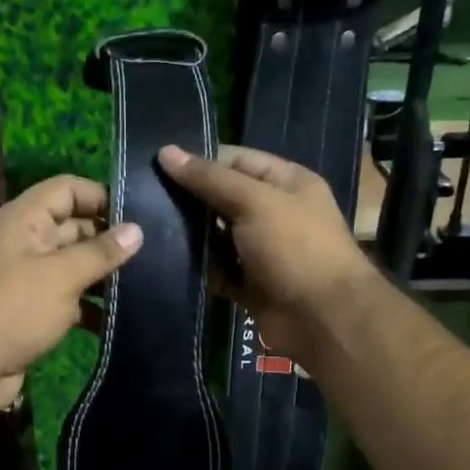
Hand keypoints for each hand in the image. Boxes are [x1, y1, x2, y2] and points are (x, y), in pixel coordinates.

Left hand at [0, 175, 142, 412]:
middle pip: (74, 227)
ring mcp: (29, 278)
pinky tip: (121, 318)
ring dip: (103, 275)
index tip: (139, 215)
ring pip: (74, 266)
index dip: (100, 196)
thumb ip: (100, 252)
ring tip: (146, 284)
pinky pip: (69, 298)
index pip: (66, 189)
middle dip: (109, 239)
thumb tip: (137, 229)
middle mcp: (25, 242)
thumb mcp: (61, 276)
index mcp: (24, 219)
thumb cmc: (14, 310)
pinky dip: (91, 306)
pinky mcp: (33, 311)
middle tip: (153, 253)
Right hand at [158, 143, 368, 361]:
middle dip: (191, 199)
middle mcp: (276, 213)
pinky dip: (200, 269)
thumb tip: (166, 152)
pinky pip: (219, 271)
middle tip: (145, 199)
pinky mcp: (251, 285)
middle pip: (224, 198)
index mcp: (287, 183)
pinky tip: (167, 262)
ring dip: (191, 236)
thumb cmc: (295, 248)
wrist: (323, 318)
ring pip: (218, 237)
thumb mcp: (254, 202)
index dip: (201, 161)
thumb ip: (210, 179)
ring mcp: (263, 251)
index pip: (237, 160)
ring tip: (149, 228)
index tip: (158, 166)